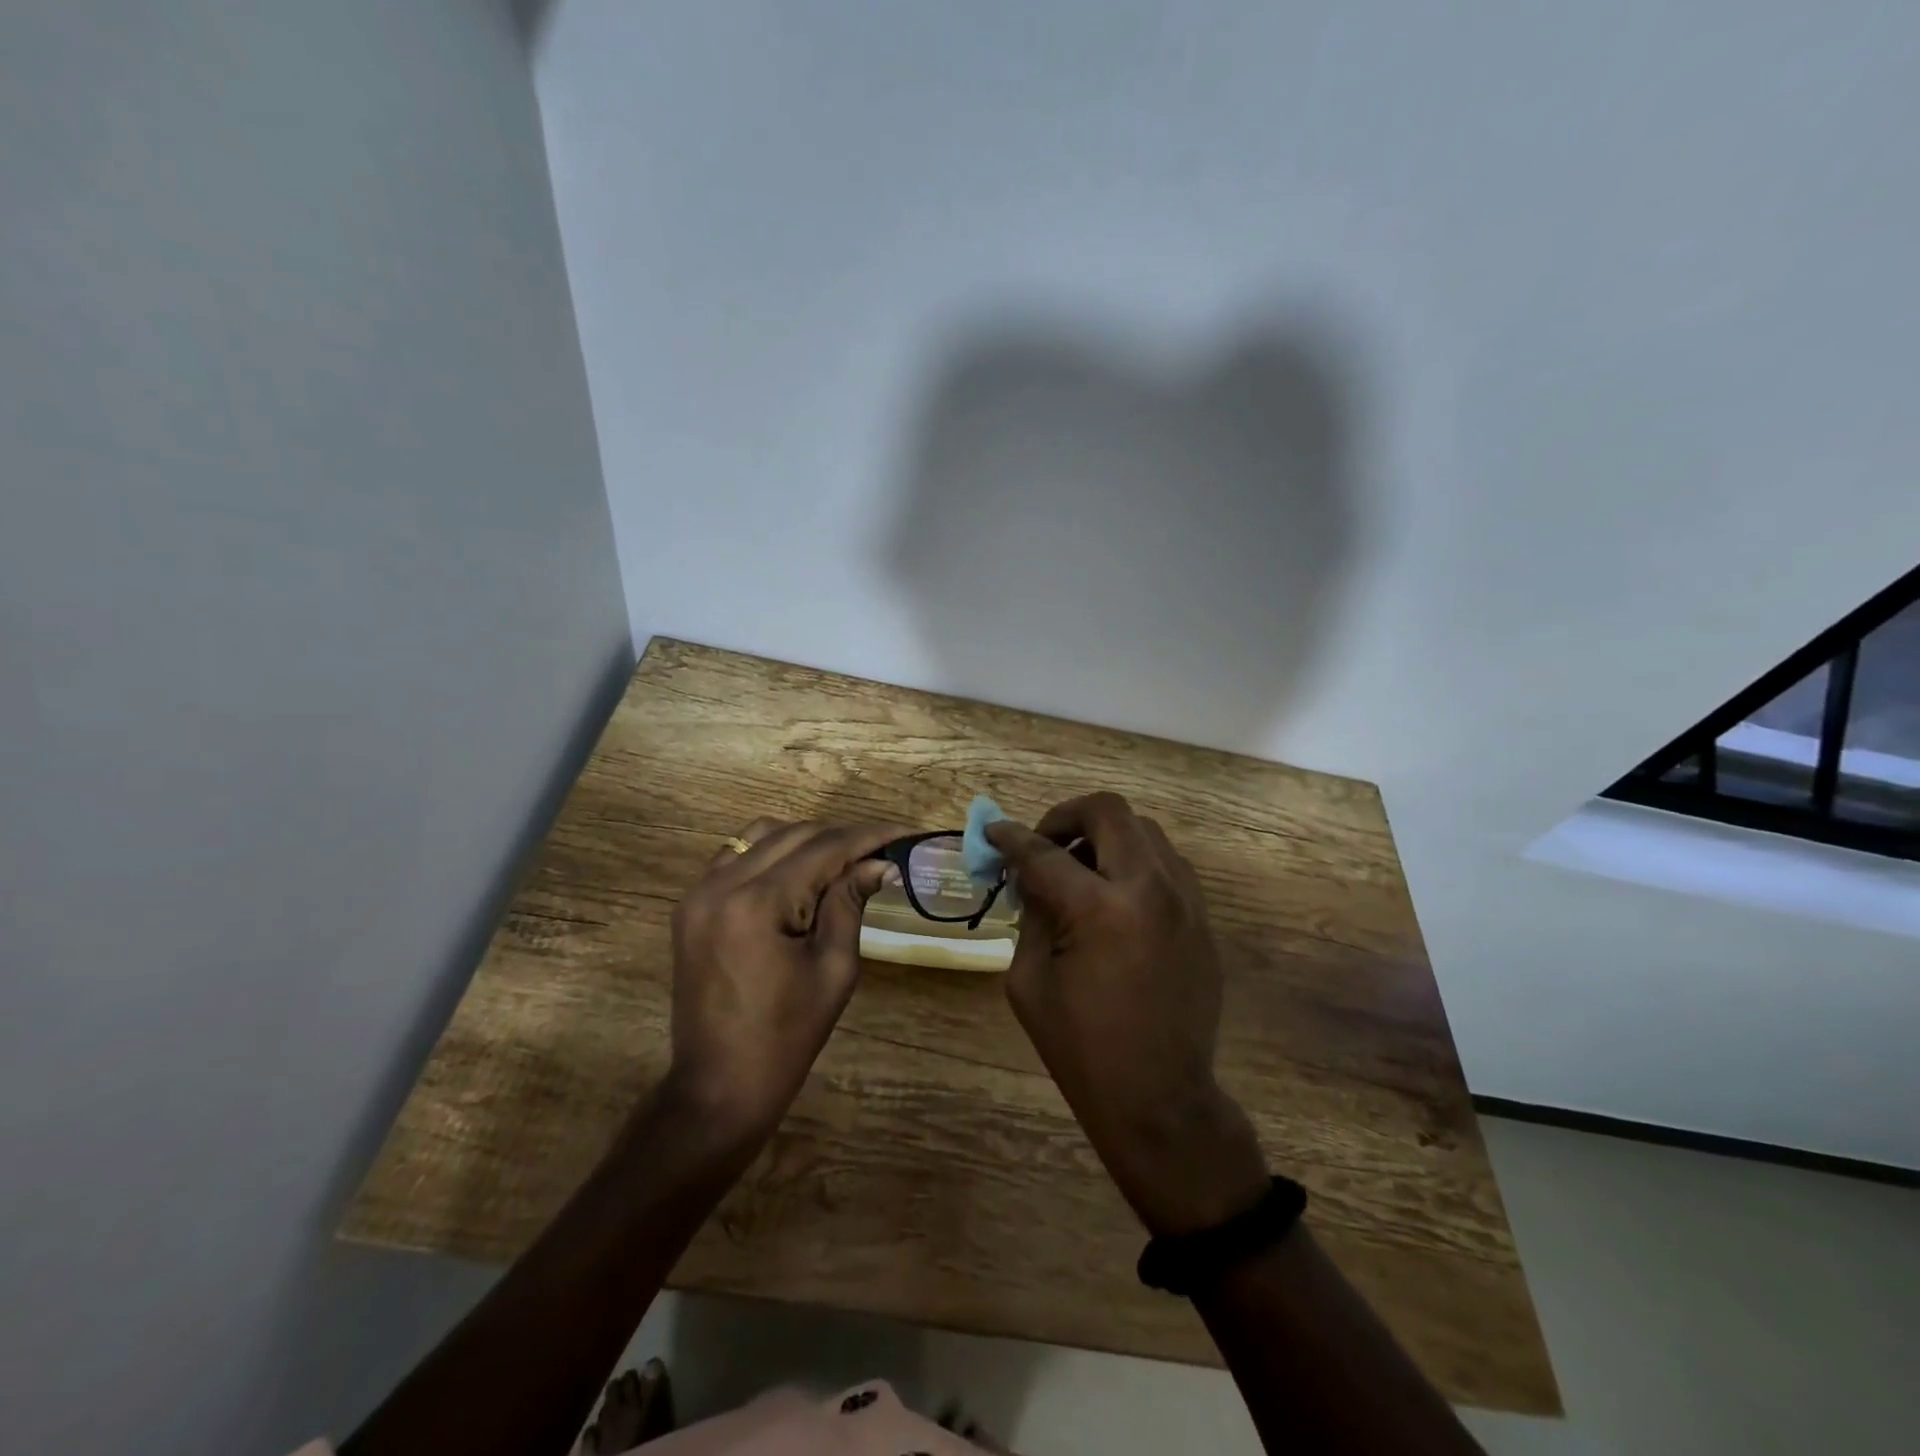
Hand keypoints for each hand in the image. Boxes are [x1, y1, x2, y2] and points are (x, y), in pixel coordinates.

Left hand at [666, 818, 907, 1142]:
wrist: (718, 1086)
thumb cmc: (786, 1037)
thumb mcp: (834, 969)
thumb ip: (851, 903)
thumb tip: (880, 863)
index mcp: (756, 903)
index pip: (824, 848)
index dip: (869, 836)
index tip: (906, 833)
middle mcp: (721, 884)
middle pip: (794, 834)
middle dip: (842, 838)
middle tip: (881, 852)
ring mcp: (699, 892)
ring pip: (762, 835)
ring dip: (807, 841)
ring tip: (842, 863)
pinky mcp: (691, 904)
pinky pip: (737, 856)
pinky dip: (772, 853)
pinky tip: (798, 875)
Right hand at [987, 793, 1269, 1234]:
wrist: (1161, 1099)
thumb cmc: (1082, 1048)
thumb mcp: (1030, 980)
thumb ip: (1032, 914)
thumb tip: (1033, 875)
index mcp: (1100, 909)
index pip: (1045, 853)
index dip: (1010, 838)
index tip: (992, 832)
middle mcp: (1150, 889)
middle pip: (1109, 811)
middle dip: (1066, 817)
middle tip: (1044, 844)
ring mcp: (1185, 900)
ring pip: (1144, 830)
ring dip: (1104, 837)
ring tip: (1079, 871)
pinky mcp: (1202, 917)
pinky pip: (1165, 864)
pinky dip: (1133, 862)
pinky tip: (1113, 897)